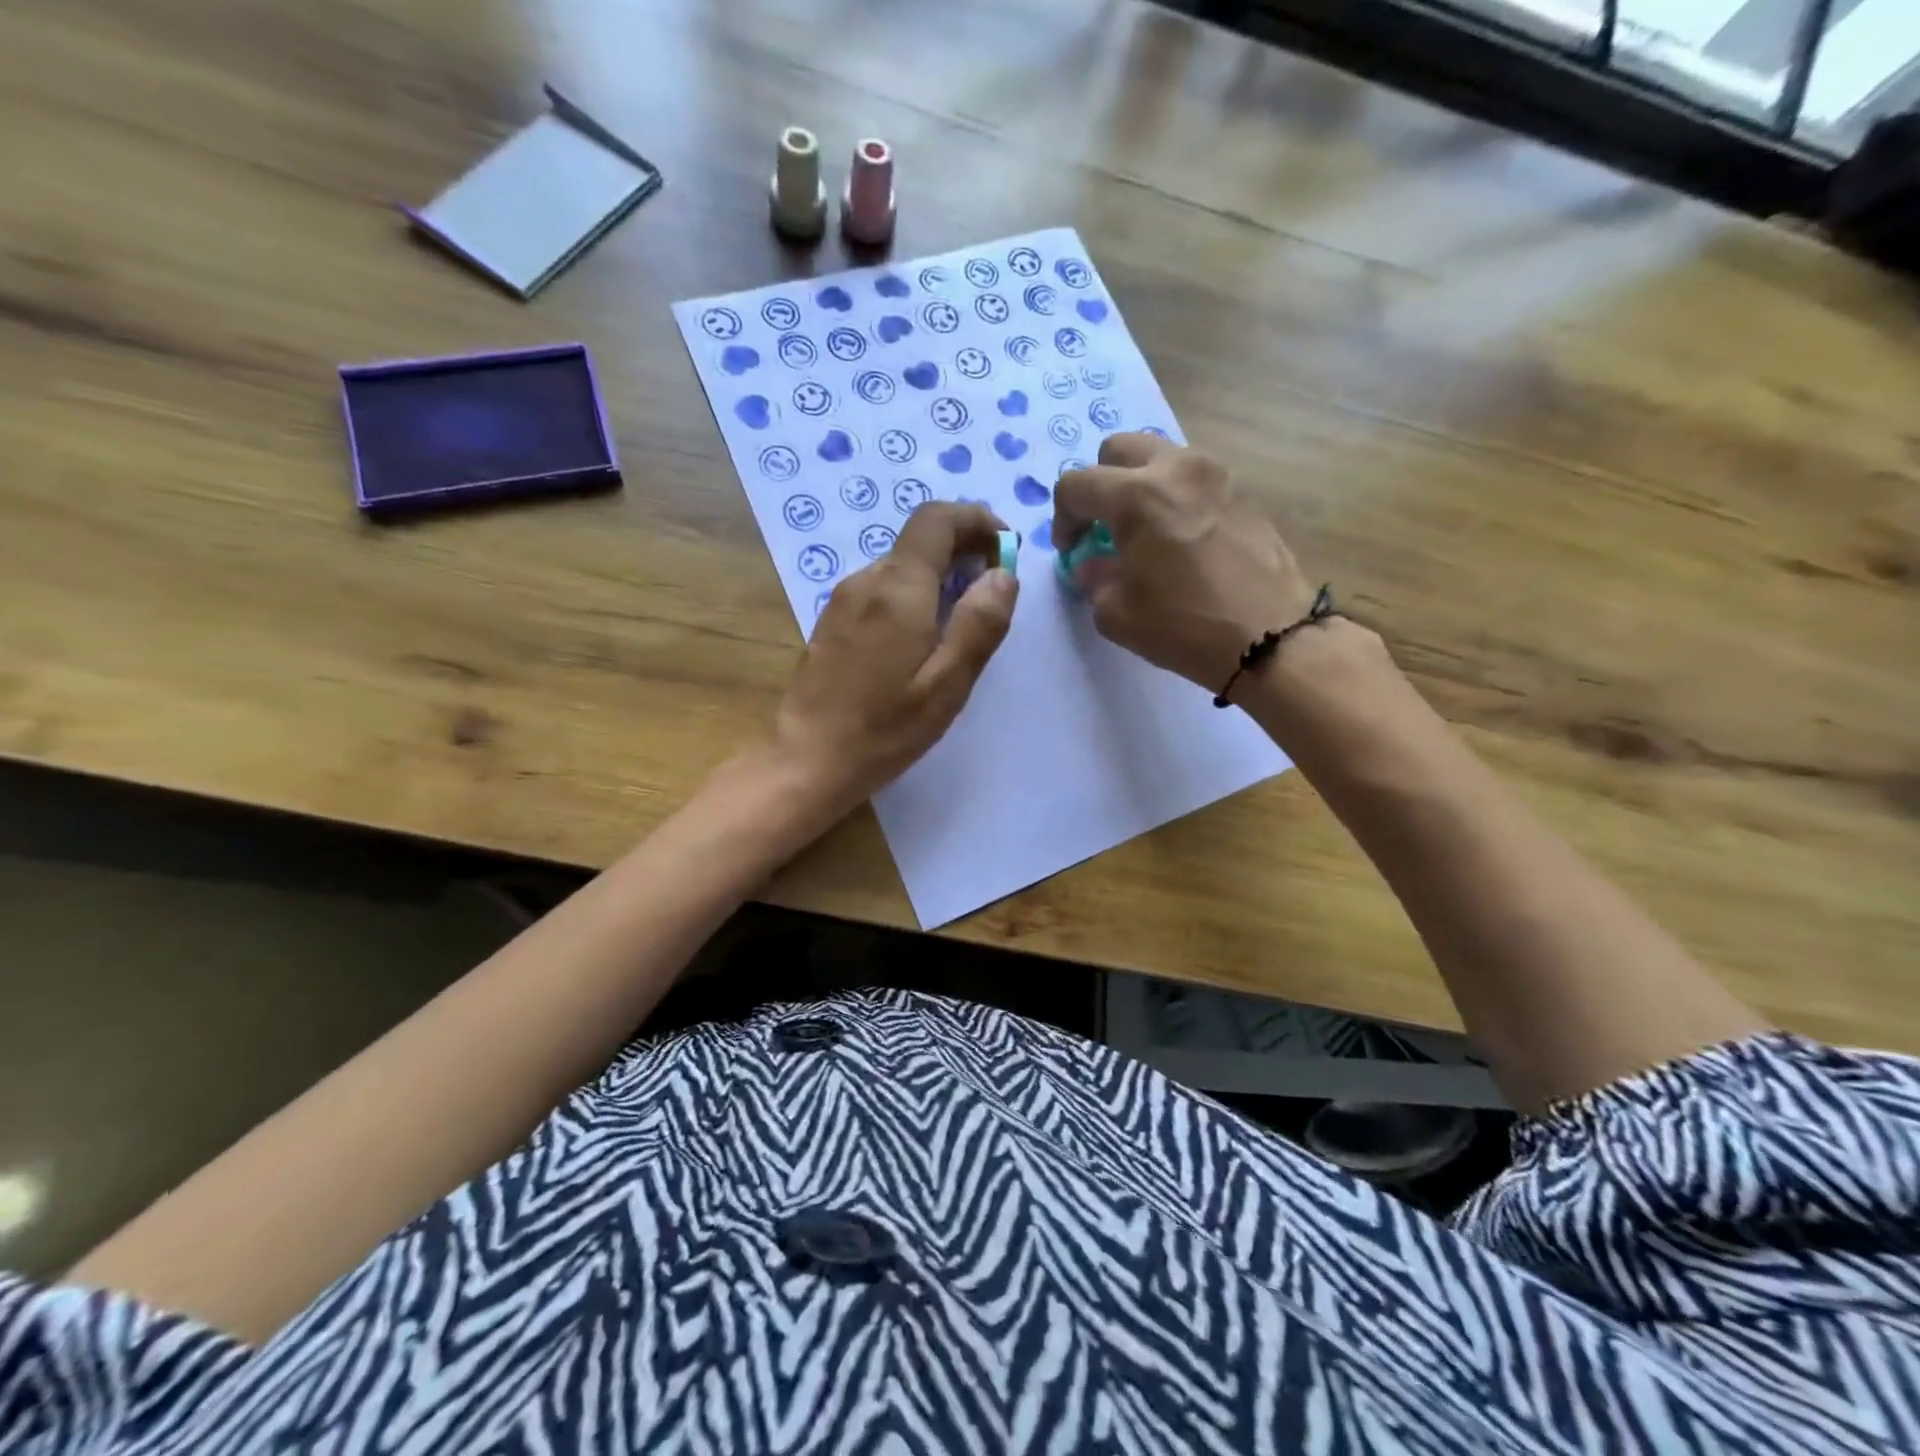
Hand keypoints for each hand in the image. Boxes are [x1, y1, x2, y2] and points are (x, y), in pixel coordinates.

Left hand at [774, 502, 1018, 807]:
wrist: (808, 759)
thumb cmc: (885, 728)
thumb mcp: (947, 684)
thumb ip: (979, 624)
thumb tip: (1003, 574)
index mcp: (898, 587)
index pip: (938, 519)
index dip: (977, 520)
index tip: (1005, 548)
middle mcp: (866, 580)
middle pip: (919, 540)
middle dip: (963, 549)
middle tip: (993, 589)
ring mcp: (843, 599)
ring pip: (900, 565)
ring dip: (938, 575)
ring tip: (963, 619)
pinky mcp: (832, 621)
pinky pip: (881, 589)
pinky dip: (913, 594)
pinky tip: (922, 637)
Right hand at [1054, 434, 1314, 694]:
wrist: (1271, 638)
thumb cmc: (1185, 626)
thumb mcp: (1117, 614)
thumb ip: (1094, 580)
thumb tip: (1094, 565)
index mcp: (1137, 496)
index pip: (1076, 484)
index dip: (1062, 518)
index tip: (1072, 551)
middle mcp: (1176, 469)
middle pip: (1119, 449)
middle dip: (1100, 484)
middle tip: (1102, 527)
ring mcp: (1216, 476)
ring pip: (1160, 457)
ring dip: (1139, 486)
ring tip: (1143, 532)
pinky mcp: (1242, 493)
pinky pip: (1193, 480)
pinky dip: (1174, 498)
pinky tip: (1179, 541)